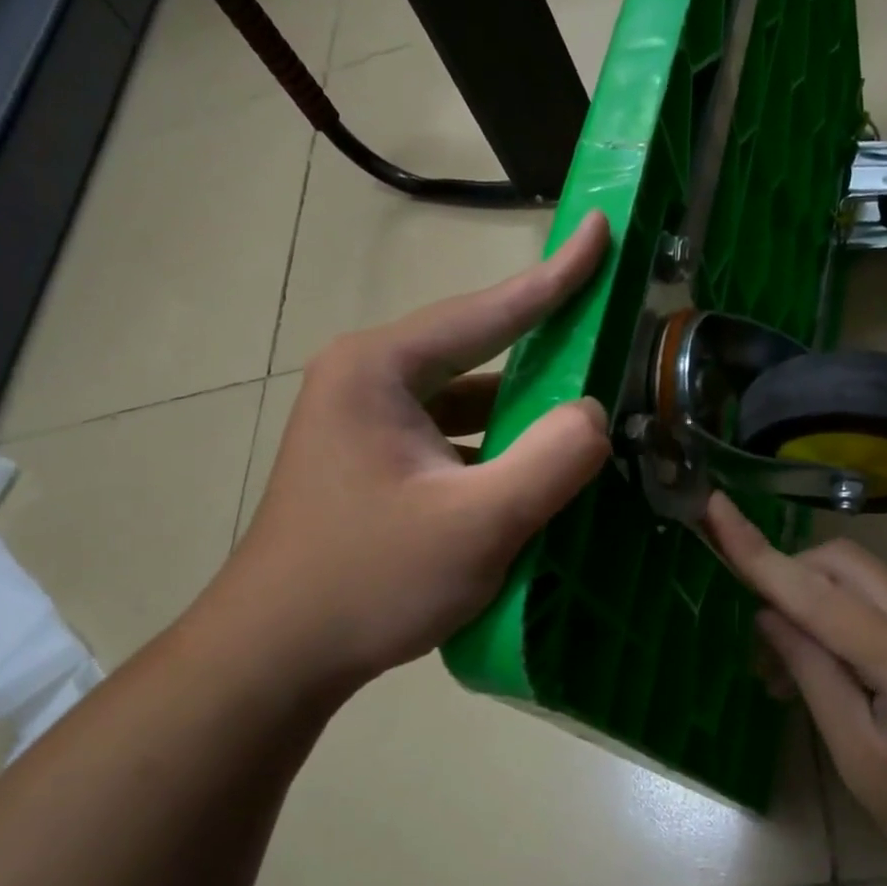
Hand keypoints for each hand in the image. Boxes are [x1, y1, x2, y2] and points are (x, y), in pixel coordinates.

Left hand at [200, 212, 613, 705]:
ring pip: (465, 401)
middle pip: (475, 351)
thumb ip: (550, 461)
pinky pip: (451, 438)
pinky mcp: (372, 463)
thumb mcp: (476, 524)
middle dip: (544, 347)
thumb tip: (596, 414)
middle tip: (608, 334)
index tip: (600, 230)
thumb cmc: (370, 581)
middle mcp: (366, 380)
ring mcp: (365, 423)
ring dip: (521, 410)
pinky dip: (495, 447)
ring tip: (586, 411)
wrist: (278, 655)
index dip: (555, 275)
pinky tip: (534, 470)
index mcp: (379, 369)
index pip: (486, 310)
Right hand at [704, 494, 886, 885]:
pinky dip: (839, 612)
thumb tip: (769, 616)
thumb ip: (815, 678)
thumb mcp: (863, 762)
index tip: (717, 510)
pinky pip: (880, 600)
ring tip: (783, 662)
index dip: (759, 555)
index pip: (819, 597)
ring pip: (862, 576)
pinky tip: (825, 663)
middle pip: (844, 564)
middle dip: (787, 571)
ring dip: (811, 596)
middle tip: (755, 629)